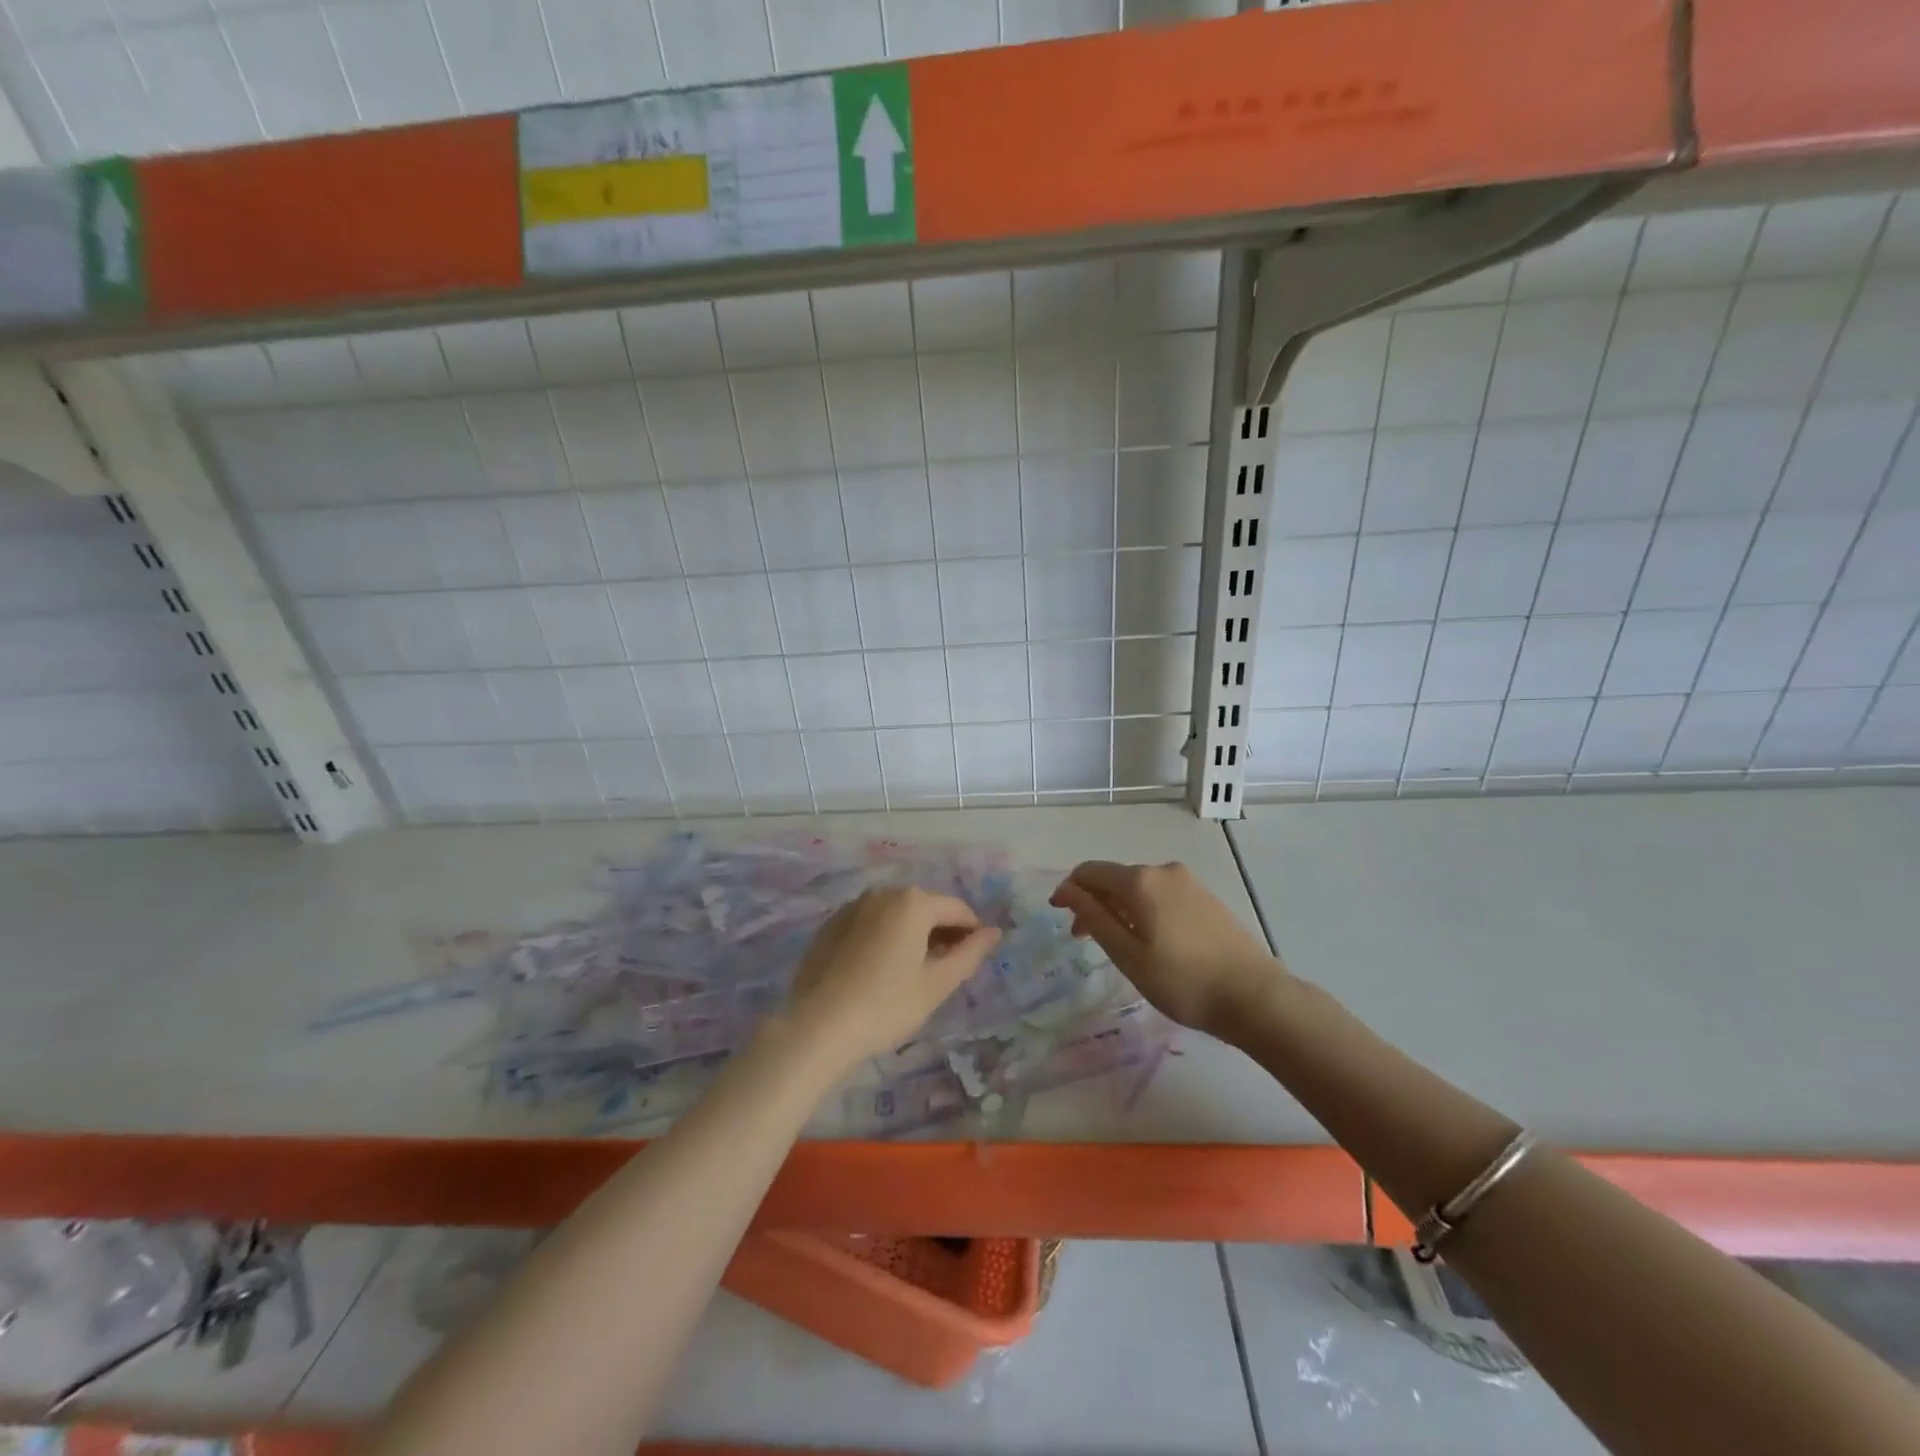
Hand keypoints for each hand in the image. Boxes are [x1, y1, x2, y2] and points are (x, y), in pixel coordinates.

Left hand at [784, 887, 1001, 1072]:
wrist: (818, 1026)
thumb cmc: (887, 1005)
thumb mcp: (937, 984)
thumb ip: (970, 953)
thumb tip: (993, 932)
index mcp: (913, 902)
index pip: (956, 909)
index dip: (972, 932)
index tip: (975, 959)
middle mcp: (883, 893)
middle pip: (925, 907)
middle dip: (941, 932)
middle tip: (946, 969)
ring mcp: (853, 906)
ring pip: (896, 914)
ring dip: (913, 934)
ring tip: (914, 972)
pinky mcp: (831, 924)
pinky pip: (870, 923)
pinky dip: (884, 937)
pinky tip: (880, 970)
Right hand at [1051, 861, 1287, 1038]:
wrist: (1255, 997)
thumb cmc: (1183, 981)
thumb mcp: (1128, 955)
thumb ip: (1094, 918)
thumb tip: (1067, 890)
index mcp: (1140, 881)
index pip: (1090, 871)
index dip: (1069, 889)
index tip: (1058, 915)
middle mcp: (1163, 871)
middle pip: (1115, 878)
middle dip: (1093, 902)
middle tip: (1083, 940)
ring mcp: (1188, 883)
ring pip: (1139, 888)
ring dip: (1119, 908)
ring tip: (1117, 944)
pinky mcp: (1206, 898)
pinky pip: (1161, 895)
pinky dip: (1143, 911)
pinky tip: (1149, 941)